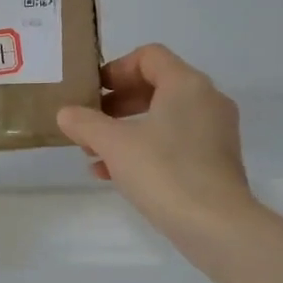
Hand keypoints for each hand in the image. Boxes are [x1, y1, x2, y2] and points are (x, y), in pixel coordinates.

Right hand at [57, 45, 257, 248]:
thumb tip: (65, 113)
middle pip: (156, 87)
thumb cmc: (164, 172)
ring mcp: (215, 132)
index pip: (149, 56)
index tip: (93, 92)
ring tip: (94, 153)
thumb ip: (85, 123)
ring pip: (163, 118)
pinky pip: (175, 143)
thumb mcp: (114, 144)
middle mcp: (207, 100)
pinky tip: (113, 175)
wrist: (217, 227)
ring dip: (126, 129)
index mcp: (187, 84)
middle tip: (89, 121)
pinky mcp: (216, 162)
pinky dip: (145, 149)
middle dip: (117, 104)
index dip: (116, 69)